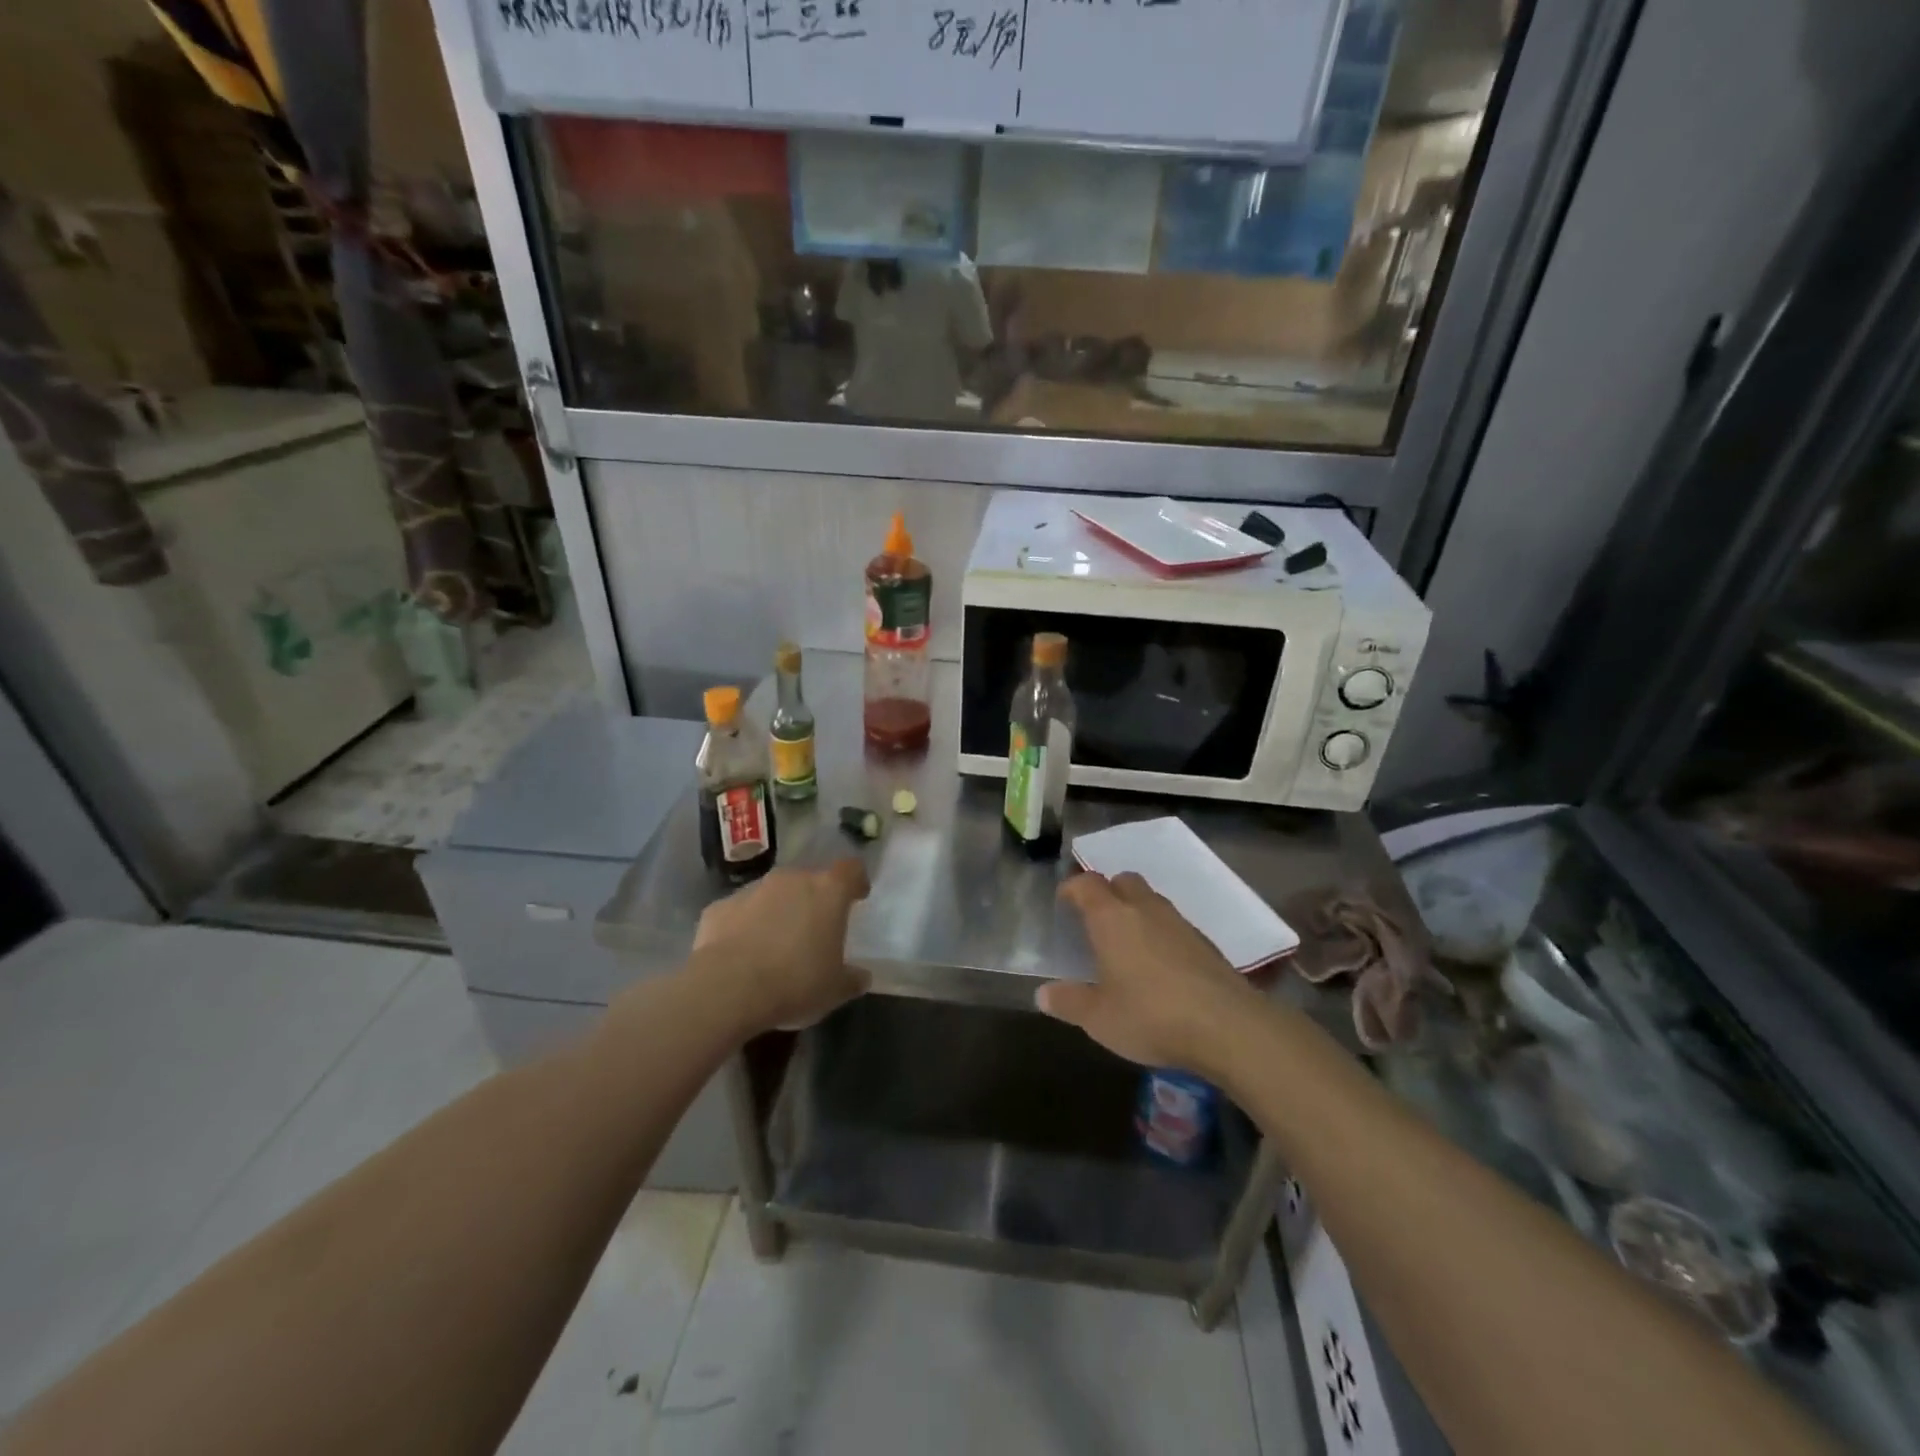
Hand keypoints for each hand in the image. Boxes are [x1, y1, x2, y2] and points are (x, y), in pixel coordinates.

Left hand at [690, 860, 871, 1033]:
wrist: (727, 989)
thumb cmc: (795, 982)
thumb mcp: (835, 990)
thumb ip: (852, 978)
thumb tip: (860, 977)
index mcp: (828, 891)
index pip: (850, 869)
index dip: (856, 881)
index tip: (857, 897)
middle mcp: (791, 880)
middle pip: (809, 880)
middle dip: (813, 900)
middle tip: (814, 930)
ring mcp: (752, 890)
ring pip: (773, 894)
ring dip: (778, 911)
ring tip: (776, 945)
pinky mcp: (719, 907)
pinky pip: (740, 912)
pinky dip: (744, 926)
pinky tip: (742, 954)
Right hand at [1040, 871, 1259, 1075]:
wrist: (1228, 1027)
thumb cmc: (1151, 1016)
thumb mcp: (1099, 1018)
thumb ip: (1069, 1002)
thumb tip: (1042, 994)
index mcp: (1112, 918)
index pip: (1087, 884)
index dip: (1073, 888)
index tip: (1064, 902)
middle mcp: (1145, 909)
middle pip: (1123, 881)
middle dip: (1107, 892)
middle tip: (1096, 919)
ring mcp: (1180, 923)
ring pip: (1151, 900)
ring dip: (1136, 911)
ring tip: (1126, 942)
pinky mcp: (1206, 942)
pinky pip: (1173, 924)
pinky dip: (1160, 933)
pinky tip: (1159, 964)